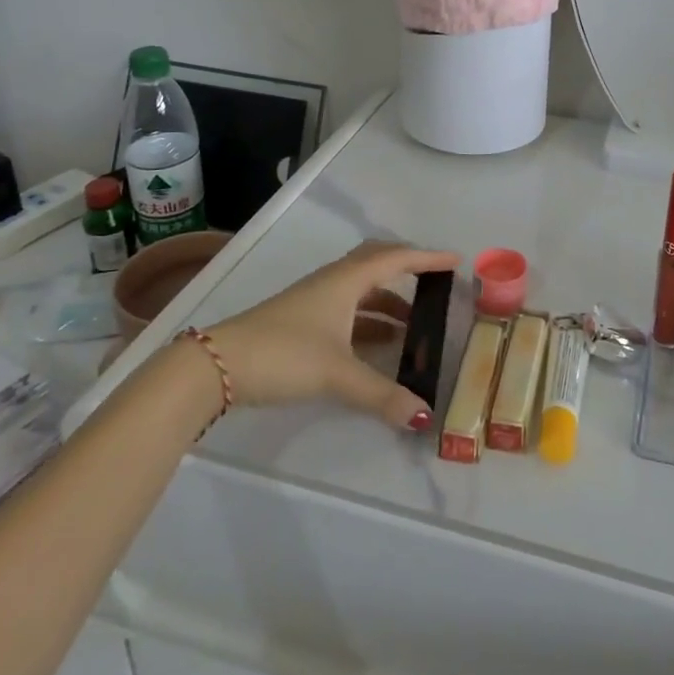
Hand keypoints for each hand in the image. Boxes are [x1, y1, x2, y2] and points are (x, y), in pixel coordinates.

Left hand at [208, 242, 458, 432]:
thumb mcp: (337, 374)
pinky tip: (378, 345)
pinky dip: (369, 320)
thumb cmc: (284, 353)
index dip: (427, 258)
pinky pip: (348, 309)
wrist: (218, 365)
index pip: (396, 259)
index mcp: (346, 281)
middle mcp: (333, 282)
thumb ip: (382, 395)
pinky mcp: (302, 320)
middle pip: (377, 263)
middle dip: (407, 269)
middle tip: (434, 281)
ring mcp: (315, 300)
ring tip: (413, 324)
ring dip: (388, 300)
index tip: (455, 260)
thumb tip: (424, 416)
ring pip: (361, 289)